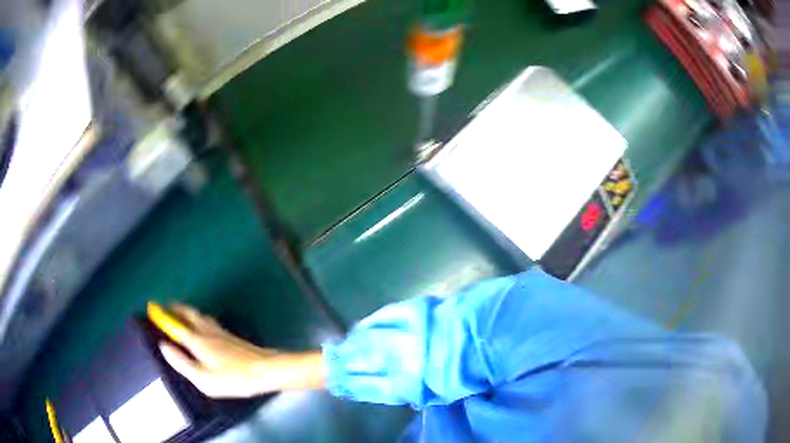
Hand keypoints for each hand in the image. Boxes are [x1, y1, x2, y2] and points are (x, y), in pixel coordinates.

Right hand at [147, 303, 324, 398]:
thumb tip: (164, 346)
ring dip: (187, 311)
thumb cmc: (234, 378)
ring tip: (180, 312)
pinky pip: (209, 321)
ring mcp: (220, 331)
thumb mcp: (204, 379)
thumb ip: (182, 363)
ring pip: (199, 315)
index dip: (163, 316)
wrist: (266, 370)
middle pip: (188, 313)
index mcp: (197, 341)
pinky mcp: (231, 336)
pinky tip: (203, 324)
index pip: (175, 324)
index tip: (152, 307)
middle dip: (175, 307)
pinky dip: (199, 318)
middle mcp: (207, 331)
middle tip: (165, 306)